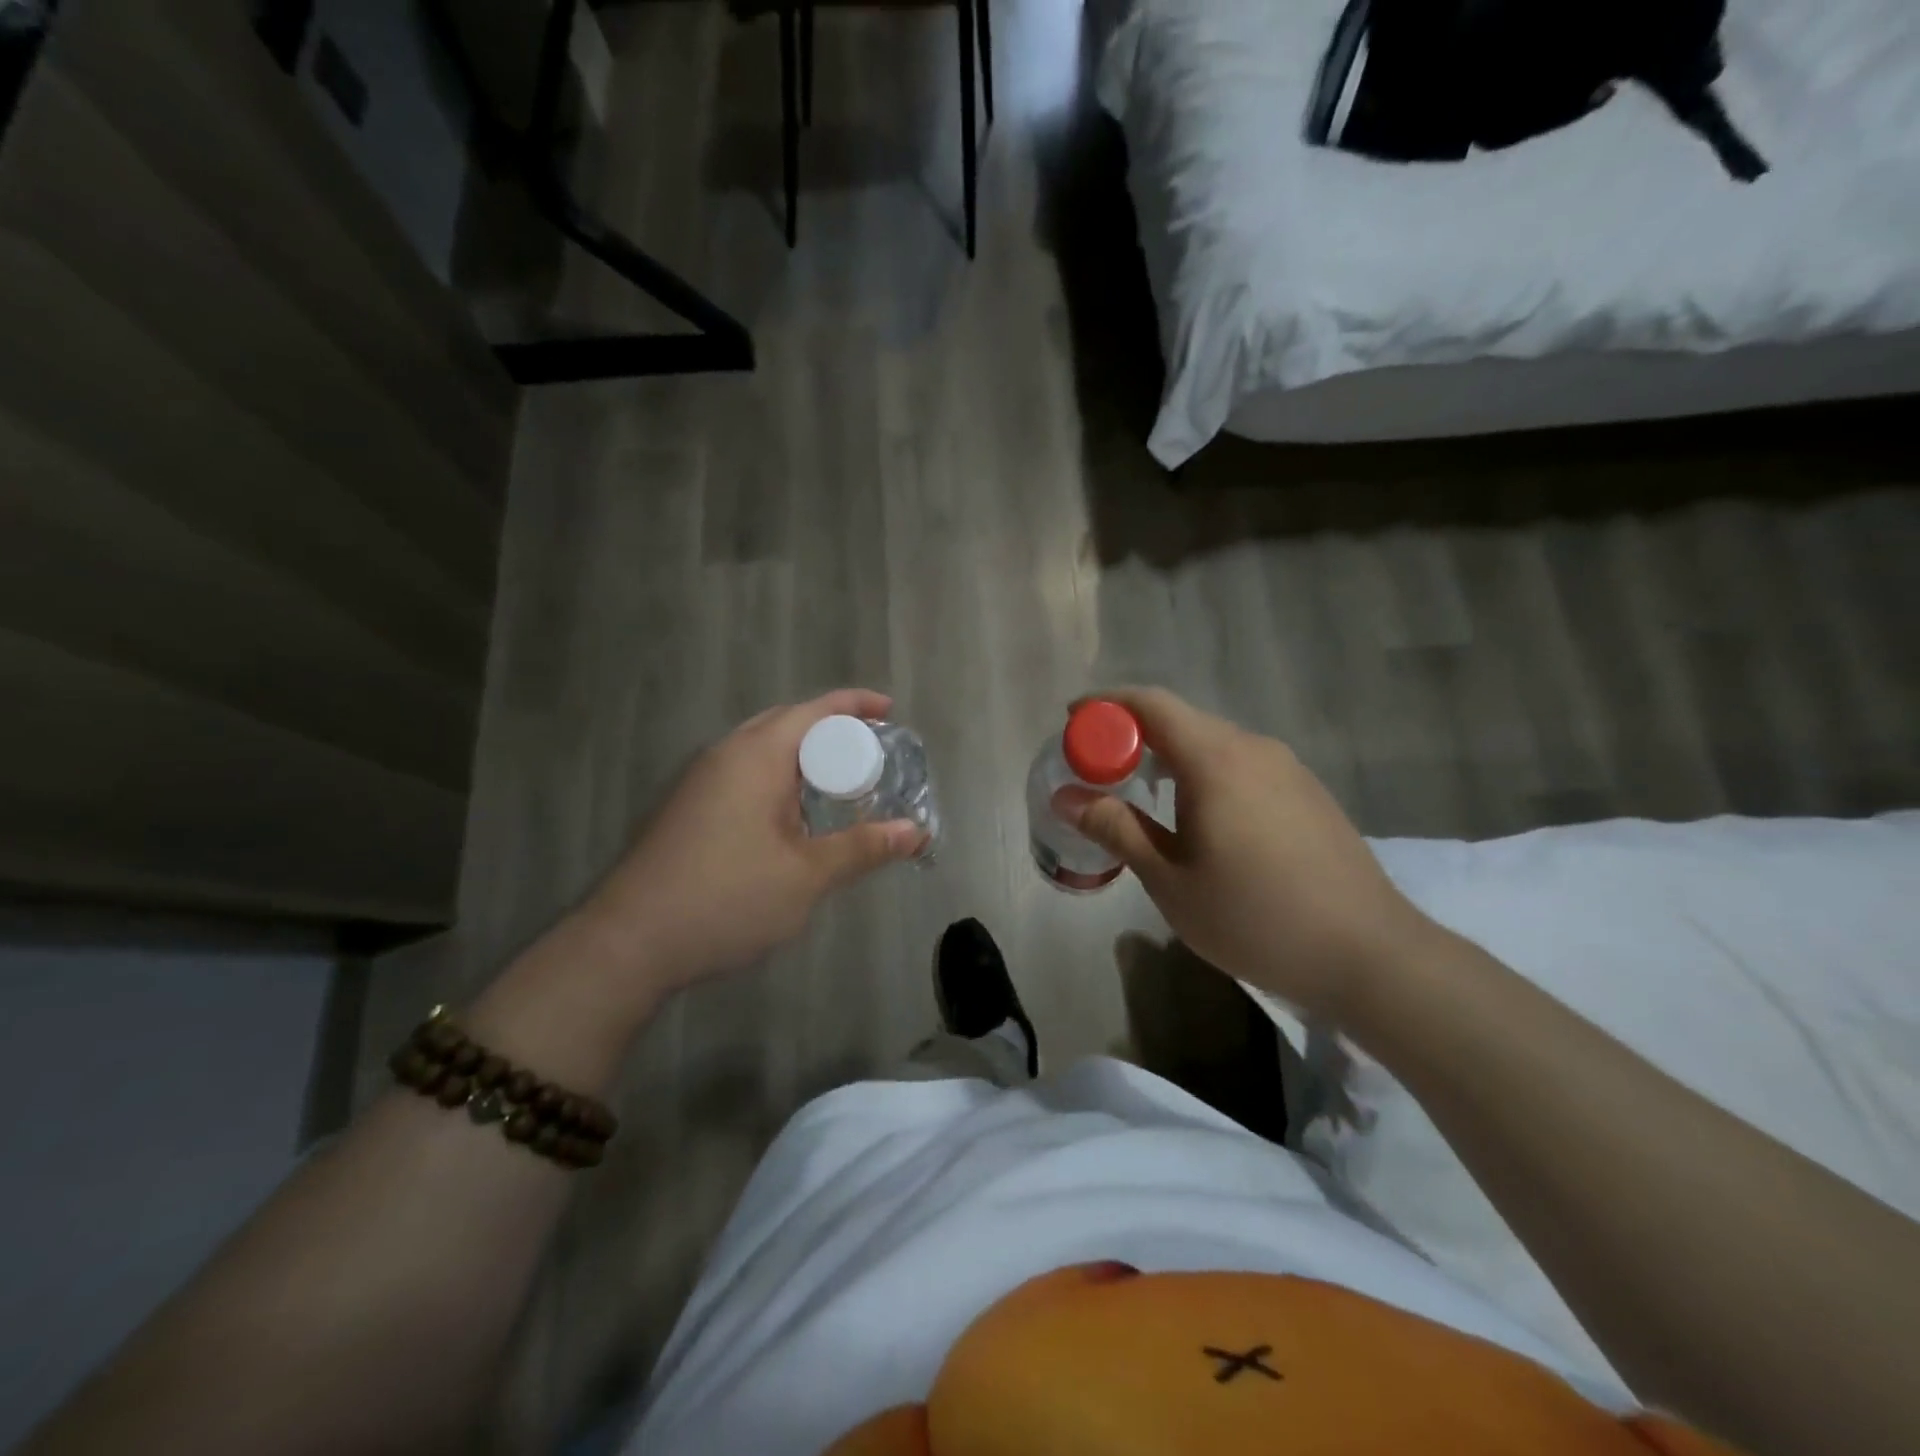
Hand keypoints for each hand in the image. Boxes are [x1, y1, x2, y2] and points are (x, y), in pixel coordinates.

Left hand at [581, 689, 926, 998]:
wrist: (628, 944)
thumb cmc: (726, 898)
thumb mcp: (806, 876)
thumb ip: (862, 848)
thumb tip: (915, 832)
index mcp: (755, 756)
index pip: (813, 710)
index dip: (855, 704)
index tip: (890, 709)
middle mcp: (725, 756)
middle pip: (786, 723)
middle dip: (831, 728)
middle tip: (872, 750)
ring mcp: (700, 783)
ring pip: (762, 750)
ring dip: (803, 756)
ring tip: (841, 781)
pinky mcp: (688, 810)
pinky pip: (744, 774)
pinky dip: (779, 778)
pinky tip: (794, 817)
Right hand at [1061, 688, 1430, 1019]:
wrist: (1370, 955)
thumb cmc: (1255, 918)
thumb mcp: (1171, 880)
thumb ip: (1117, 829)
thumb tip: (1067, 797)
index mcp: (1216, 760)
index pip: (1151, 704)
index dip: (1106, 705)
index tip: (1072, 723)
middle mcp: (1254, 749)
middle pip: (1182, 721)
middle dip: (1133, 736)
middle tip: (1100, 771)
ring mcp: (1288, 769)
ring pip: (1214, 744)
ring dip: (1171, 758)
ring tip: (1145, 798)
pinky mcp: (1308, 793)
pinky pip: (1242, 765)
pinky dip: (1206, 775)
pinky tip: (1202, 820)